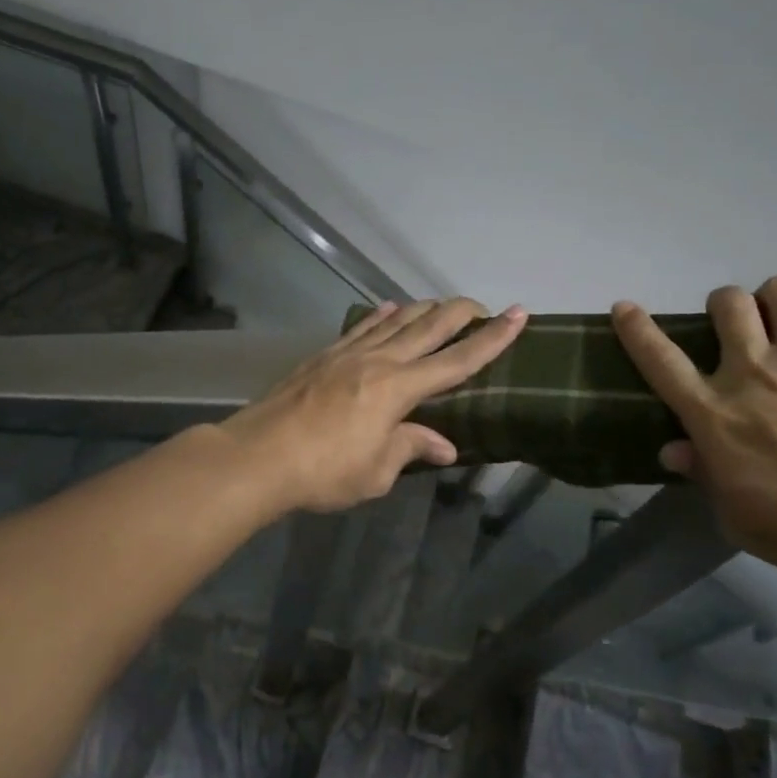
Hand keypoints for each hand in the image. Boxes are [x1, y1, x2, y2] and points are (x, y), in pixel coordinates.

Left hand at [223, 298, 526, 512]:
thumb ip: (410, 448)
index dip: (492, 339)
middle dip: (461, 313)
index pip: (457, 361)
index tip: (518, 315)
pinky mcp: (323, 356)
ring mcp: (348, 354)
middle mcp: (378, 361)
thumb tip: (445, 446)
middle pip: (429, 327)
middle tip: (484, 305)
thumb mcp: (376, 471)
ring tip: (442, 305)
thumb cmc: (323, 471)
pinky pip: (361, 328)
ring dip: (424, 309)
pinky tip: (389, 309)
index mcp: (399, 389)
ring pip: (395, 320)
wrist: (258, 456)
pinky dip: (381, 316)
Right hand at [612, 277, 776, 586]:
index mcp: (717, 415)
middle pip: (724, 305)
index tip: (624, 308)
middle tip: (742, 330)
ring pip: (774, 289)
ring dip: (773, 300)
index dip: (637, 330)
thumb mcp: (748, 523)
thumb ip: (707, 480)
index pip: (660, 361)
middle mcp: (751, 370)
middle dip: (725, 308)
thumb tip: (672, 450)